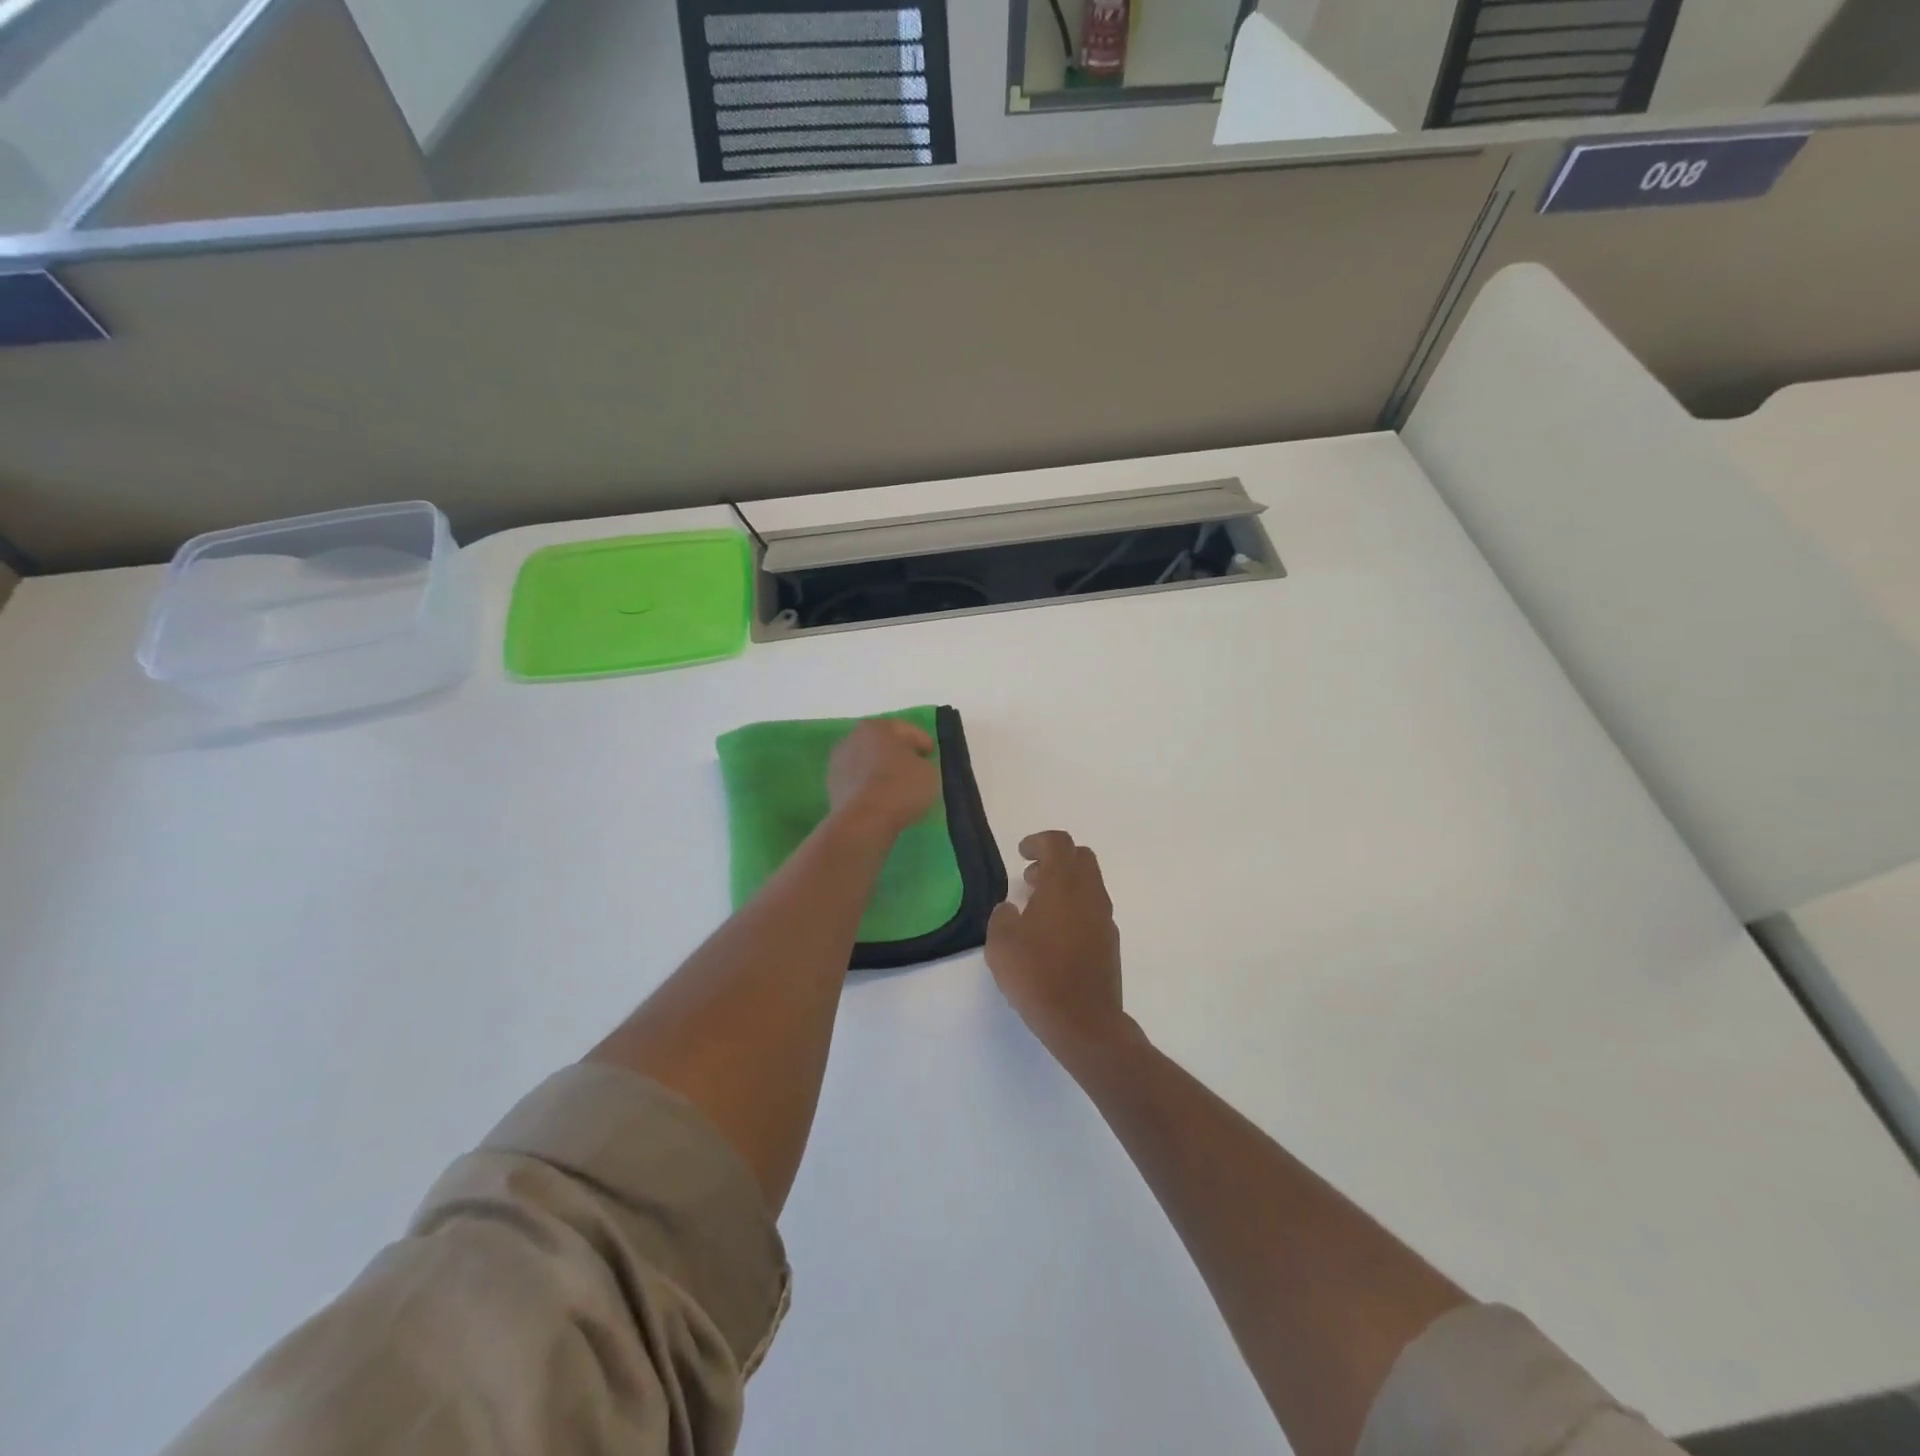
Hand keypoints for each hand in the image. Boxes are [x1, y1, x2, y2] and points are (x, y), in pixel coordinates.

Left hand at [827, 718, 939, 840]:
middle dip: (899, 755)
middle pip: (883, 744)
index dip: (922, 742)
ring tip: (900, 788)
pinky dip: (871, 788)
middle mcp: (852, 739)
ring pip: (868, 764)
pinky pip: (859, 783)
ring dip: (882, 772)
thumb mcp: (929, 772)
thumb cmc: (900, 787)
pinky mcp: (832, 788)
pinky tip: (883, 800)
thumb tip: (915, 765)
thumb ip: (923, 762)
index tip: (932, 755)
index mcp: (876, 727)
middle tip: (917, 769)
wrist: (863, 822)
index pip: (905, 730)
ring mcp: (838, 764)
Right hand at [987, 832, 1132, 1058]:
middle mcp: (1089, 894)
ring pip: (1090, 884)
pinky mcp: (1110, 942)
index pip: (1058, 843)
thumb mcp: (1001, 944)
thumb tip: (1011, 909)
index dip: (1039, 841)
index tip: (1022, 853)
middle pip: (1081, 857)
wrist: (1083, 1021)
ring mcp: (1104, 918)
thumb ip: (1002, 917)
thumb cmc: (1037, 976)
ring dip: (1066, 884)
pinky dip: (1075, 907)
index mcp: (1063, 885)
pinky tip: (1055, 933)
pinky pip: (1093, 909)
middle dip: (1056, 858)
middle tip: (1031, 876)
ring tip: (1038, 906)